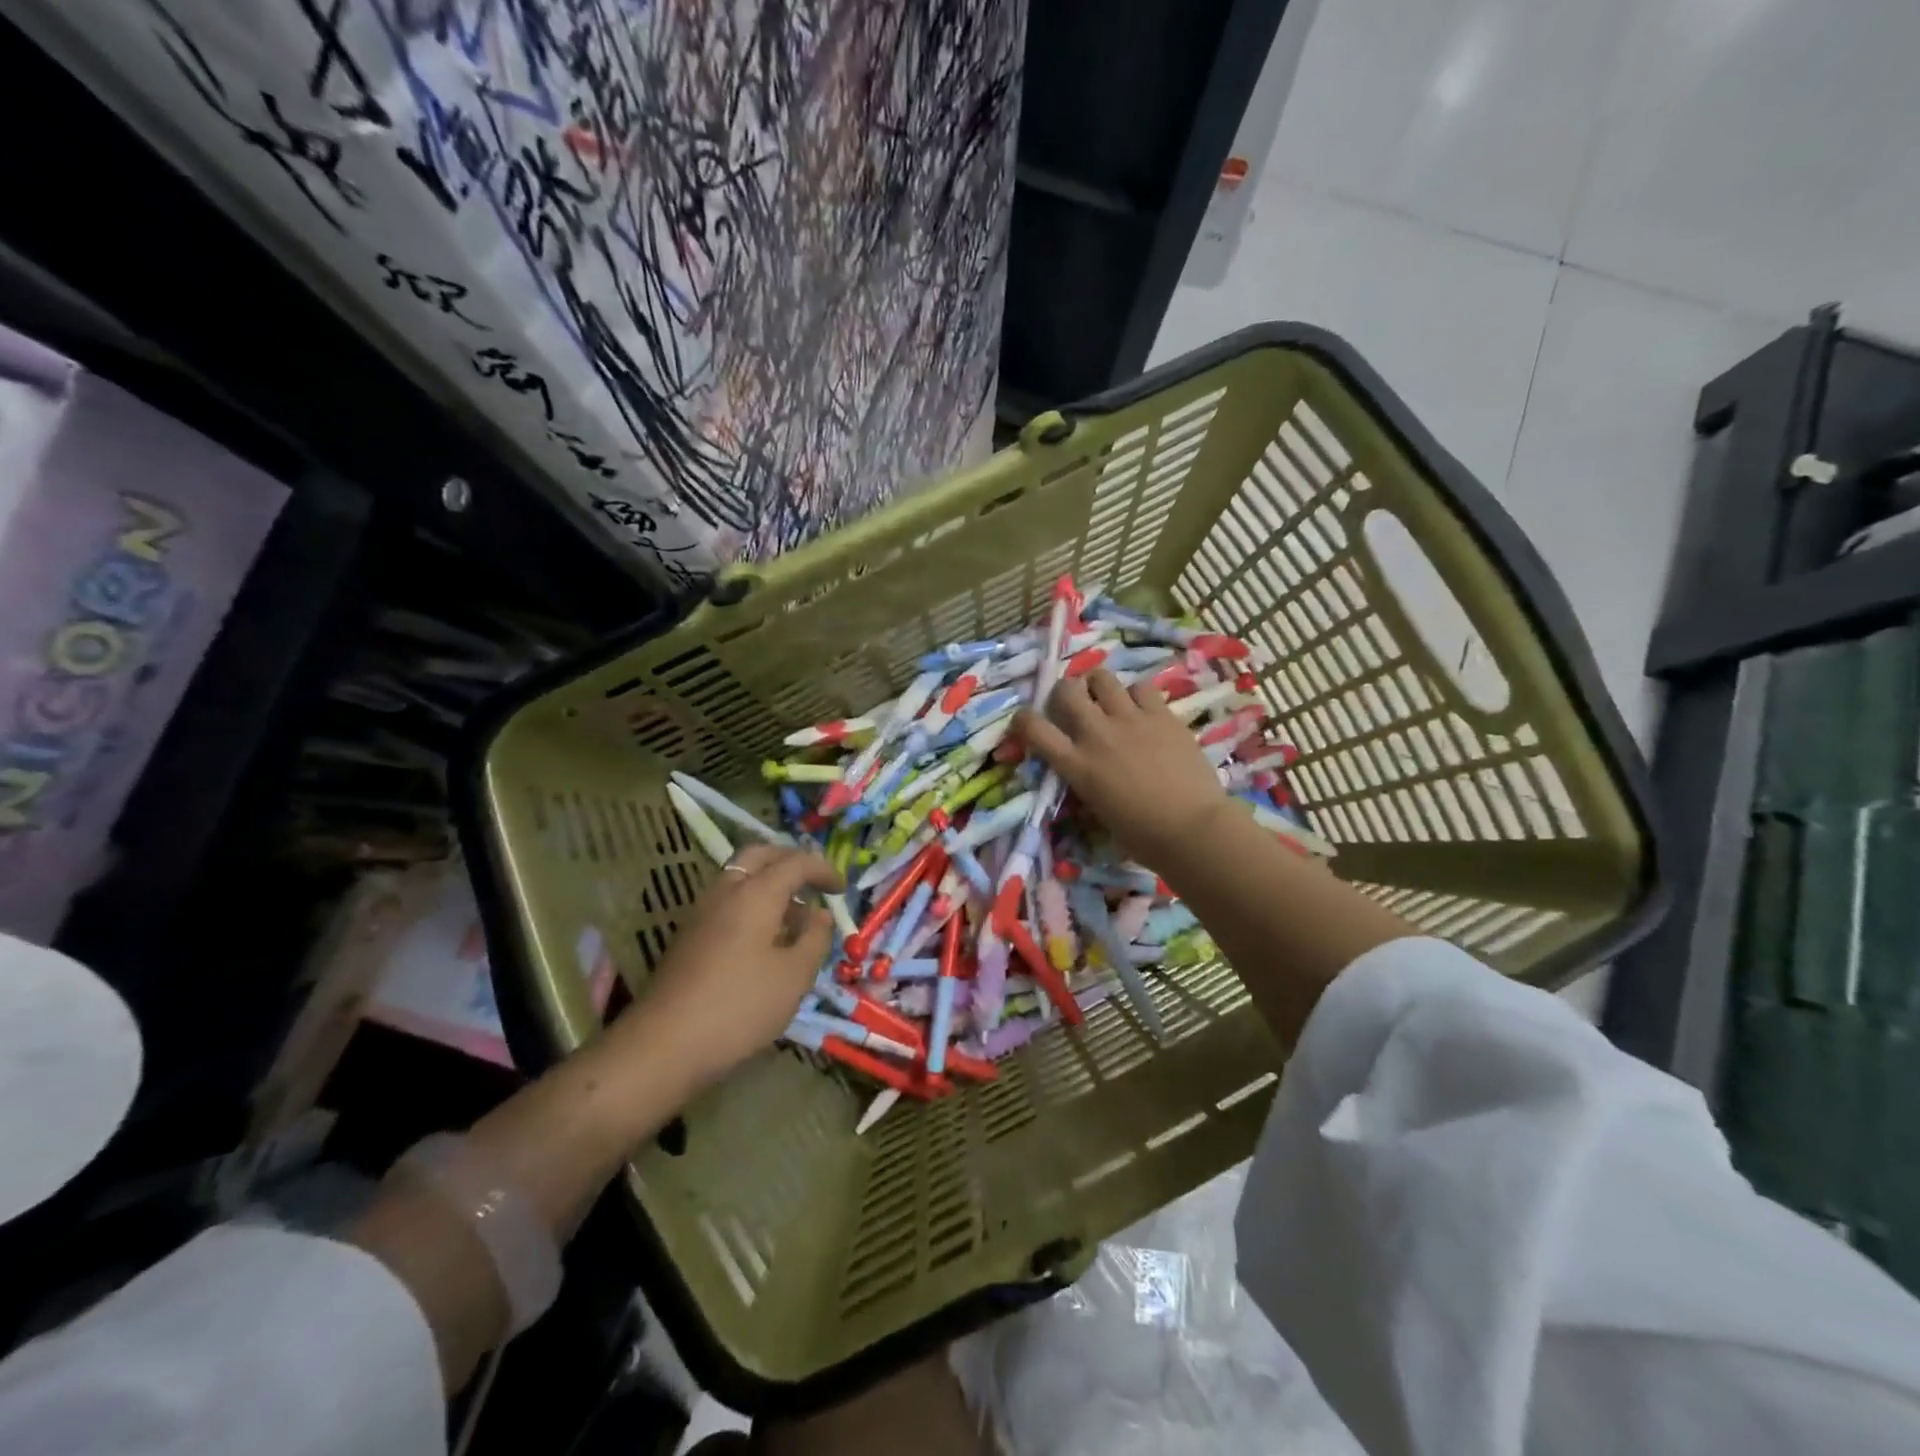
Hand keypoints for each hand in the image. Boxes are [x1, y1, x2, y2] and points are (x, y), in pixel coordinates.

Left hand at [622, 843, 841, 1090]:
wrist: (664, 1045)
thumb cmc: (740, 1006)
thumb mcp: (794, 976)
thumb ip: (814, 938)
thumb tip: (820, 915)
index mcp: (756, 893)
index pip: (796, 862)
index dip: (824, 870)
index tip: (842, 891)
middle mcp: (726, 891)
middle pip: (760, 855)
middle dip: (790, 861)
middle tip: (813, 883)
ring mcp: (702, 912)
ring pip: (740, 878)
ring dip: (769, 884)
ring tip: (793, 917)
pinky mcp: (689, 936)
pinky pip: (727, 901)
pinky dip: (751, 904)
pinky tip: (764, 940)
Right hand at [1016, 668, 1231, 870]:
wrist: (1193, 829)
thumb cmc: (1143, 837)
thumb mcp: (1098, 812)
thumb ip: (1086, 782)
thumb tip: (1085, 772)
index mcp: (1077, 765)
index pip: (1034, 728)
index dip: (1023, 720)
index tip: (1027, 722)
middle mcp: (1097, 735)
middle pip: (1066, 690)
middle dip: (1065, 692)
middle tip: (1074, 704)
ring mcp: (1131, 720)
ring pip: (1102, 677)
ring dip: (1098, 685)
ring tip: (1107, 698)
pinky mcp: (1162, 715)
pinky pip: (1141, 687)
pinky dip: (1136, 694)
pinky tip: (1143, 708)